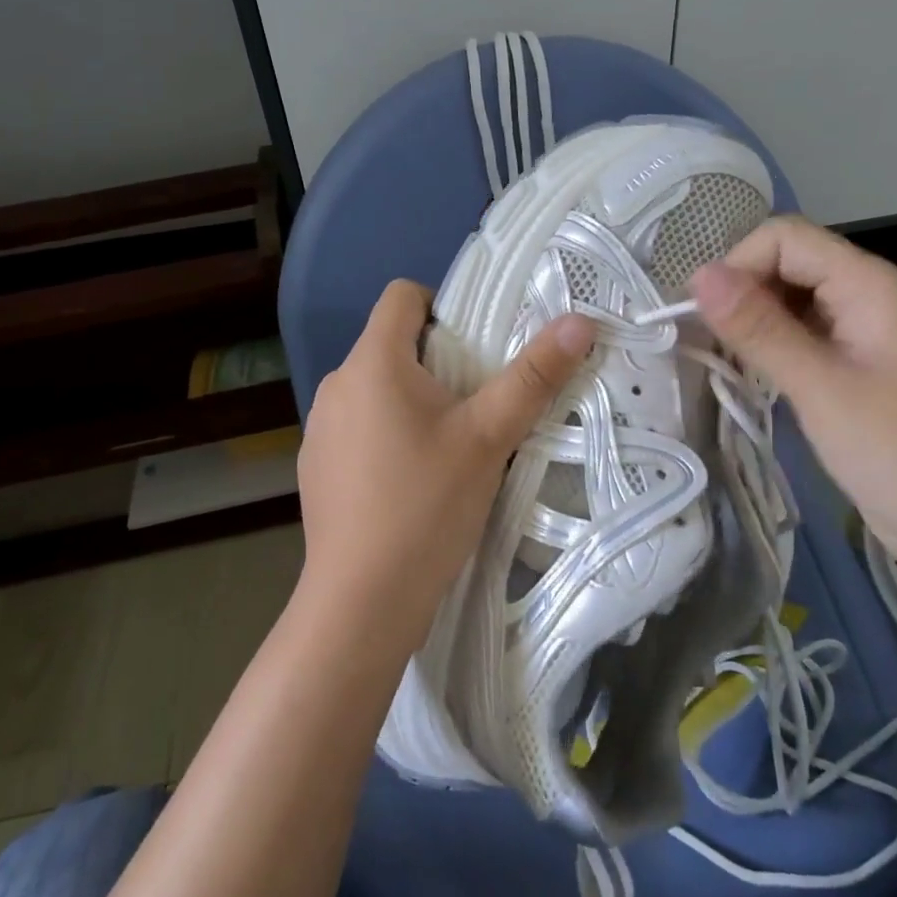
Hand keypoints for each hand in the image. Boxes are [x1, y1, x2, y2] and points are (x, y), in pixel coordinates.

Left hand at [297, 280, 594, 633]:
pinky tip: (410, 483)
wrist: (361, 601)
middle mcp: (337, 384)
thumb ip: (534, 376)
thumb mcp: (490, 437)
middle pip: (391, 344)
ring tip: (449, 446)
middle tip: (478, 402)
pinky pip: (358, 427)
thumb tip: (580, 321)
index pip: (402, 295)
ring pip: (376, 389)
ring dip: (412, 401)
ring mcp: (319, 427)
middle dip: (436, 361)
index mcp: (373, 362)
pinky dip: (386, 435)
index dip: (442, 305)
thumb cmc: (427, 505)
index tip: (475, 346)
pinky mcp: (316, 466)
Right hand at [691, 217, 896, 604]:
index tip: (703, 317)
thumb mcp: (821, 388)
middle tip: (707, 345)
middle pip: (787, 264)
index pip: (784, 238)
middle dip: (741, 293)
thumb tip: (698, 275)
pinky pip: (803, 336)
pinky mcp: (857, 368)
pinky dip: (771, 348)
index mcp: (869, 285)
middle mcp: (866, 296)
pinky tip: (752, 378)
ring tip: (723, 363)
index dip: (737, 265)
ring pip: (791, 301)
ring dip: (752, 322)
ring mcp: (863, 334)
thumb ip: (758, 328)